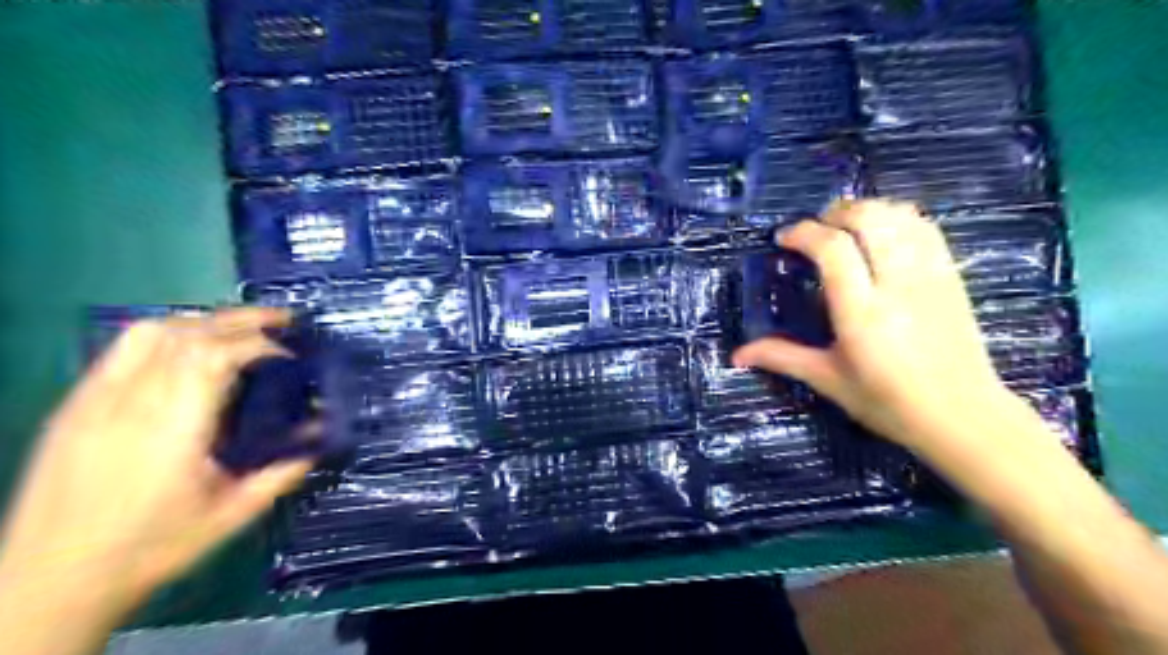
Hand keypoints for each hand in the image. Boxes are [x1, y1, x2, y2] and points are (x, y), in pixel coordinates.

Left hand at [0, 309, 314, 611]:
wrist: (48, 581)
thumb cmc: (149, 548)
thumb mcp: (230, 516)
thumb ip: (281, 472)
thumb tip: (320, 438)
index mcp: (170, 429)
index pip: (215, 356)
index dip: (260, 344)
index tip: (291, 354)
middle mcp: (131, 402)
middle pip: (188, 334)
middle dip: (243, 320)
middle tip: (284, 321)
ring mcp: (96, 399)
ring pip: (152, 332)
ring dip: (205, 320)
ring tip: (241, 327)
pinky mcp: (77, 404)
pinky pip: (124, 349)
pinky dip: (167, 334)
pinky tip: (190, 346)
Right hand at [738, 203, 1013, 453]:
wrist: (963, 416)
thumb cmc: (888, 402)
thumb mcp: (828, 380)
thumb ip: (782, 357)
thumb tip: (737, 354)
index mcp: (862, 312)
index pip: (833, 249)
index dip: (803, 233)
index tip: (784, 238)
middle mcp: (897, 284)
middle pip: (869, 218)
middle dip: (835, 212)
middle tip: (815, 229)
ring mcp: (930, 275)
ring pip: (900, 216)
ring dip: (867, 210)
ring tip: (845, 226)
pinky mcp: (951, 276)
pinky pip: (926, 227)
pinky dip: (898, 217)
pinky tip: (882, 232)